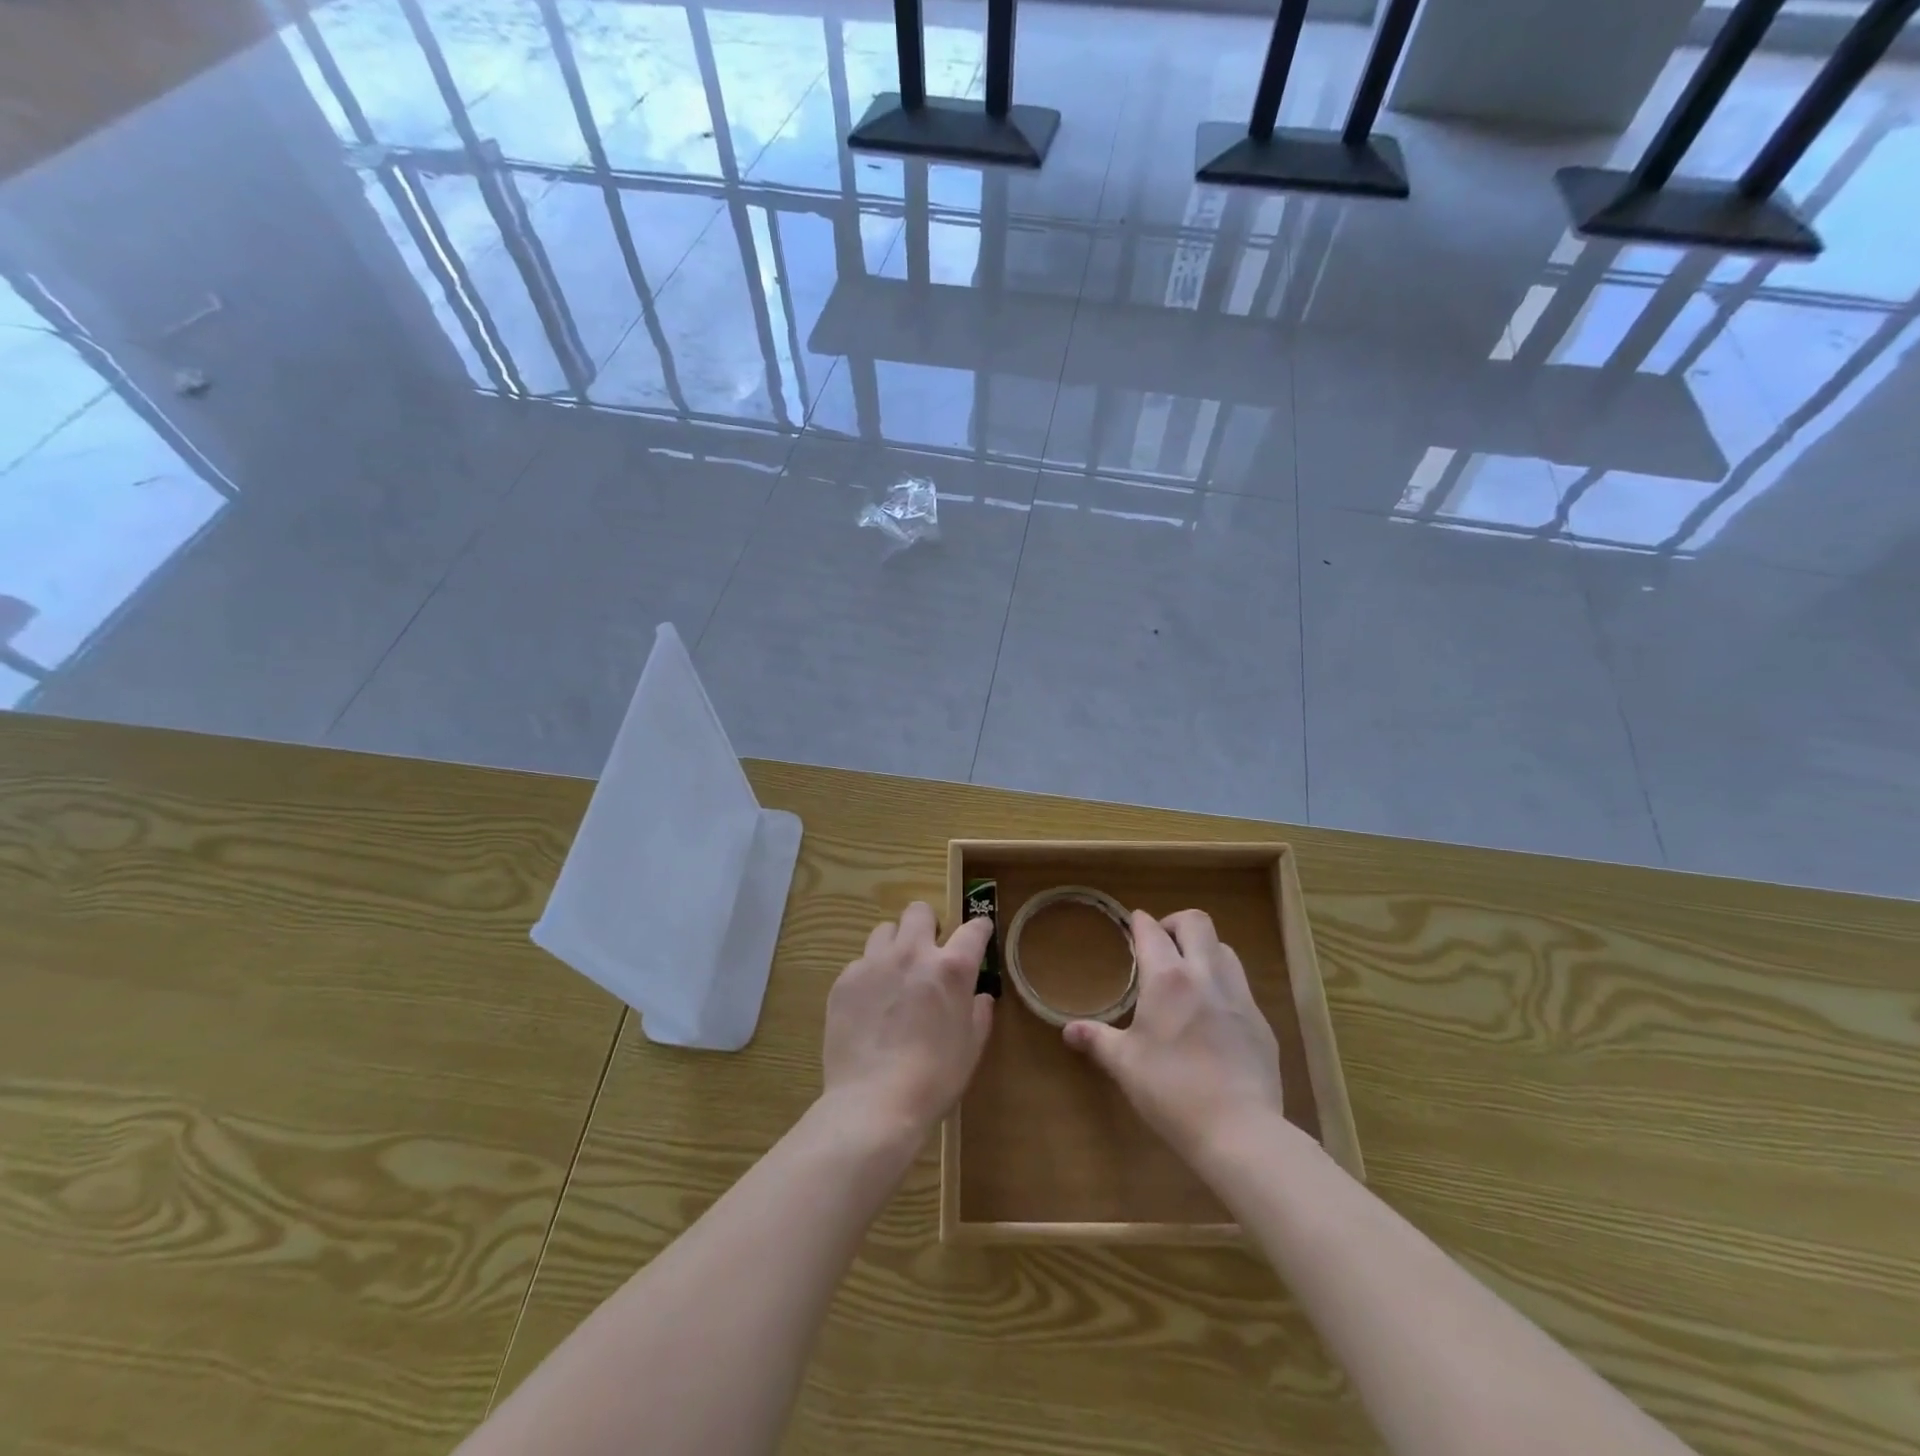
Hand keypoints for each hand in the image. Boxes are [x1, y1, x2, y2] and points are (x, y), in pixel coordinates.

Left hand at [820, 903, 994, 1137]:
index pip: (973, 929)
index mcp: (951, 968)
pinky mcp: (844, 980)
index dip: (980, 928)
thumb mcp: (971, 1048)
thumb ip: (978, 1014)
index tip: (979, 933)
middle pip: (919, 911)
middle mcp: (912, 954)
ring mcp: (874, 963)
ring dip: (895, 946)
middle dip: (928, 925)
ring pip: (885, 930)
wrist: (873, 1104)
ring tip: (894, 976)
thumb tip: (979, 997)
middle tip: (928, 953)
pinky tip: (869, 1006)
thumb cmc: (934, 1079)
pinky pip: (860, 962)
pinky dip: (869, 975)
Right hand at [1063, 909, 1284, 1170]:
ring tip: (1188, 973)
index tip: (1133, 922)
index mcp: (1168, 979)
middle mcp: (1206, 975)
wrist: (1240, 1131)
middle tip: (1161, 944)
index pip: (1152, 931)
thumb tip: (1068, 1030)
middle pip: (1197, 922)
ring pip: (1224, 948)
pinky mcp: (1261, 1022)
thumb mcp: (1125, 1065)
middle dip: (1175, 923)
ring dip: (1203, 949)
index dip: (1140, 922)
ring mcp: (1239, 997)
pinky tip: (1212, 1014)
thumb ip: (1097, 1040)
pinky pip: (1240, 985)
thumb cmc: (1171, 1091)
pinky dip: (1223, 984)